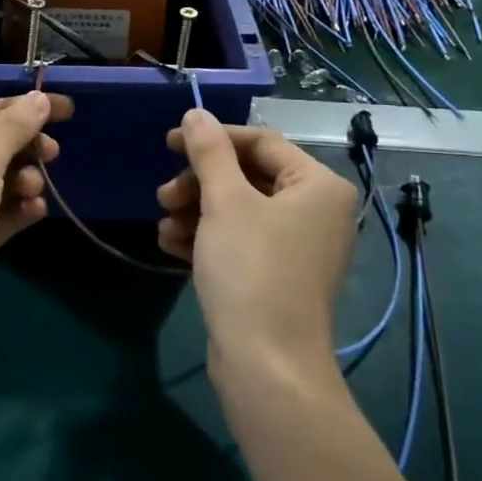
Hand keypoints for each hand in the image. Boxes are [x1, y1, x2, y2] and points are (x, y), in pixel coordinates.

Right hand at [157, 109, 356, 376]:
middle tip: (163, 196)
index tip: (168, 144)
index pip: (260, 142)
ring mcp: (296, 247)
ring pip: (237, 210)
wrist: (267, 366)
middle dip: (199, 183)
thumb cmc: (251, 270)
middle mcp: (314, 211)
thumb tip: (196, 114)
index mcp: (317, 185)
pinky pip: (239, 241)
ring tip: (164, 227)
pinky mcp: (276, 276)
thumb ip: (209, 152)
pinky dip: (206, 238)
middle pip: (247, 177)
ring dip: (195, 212)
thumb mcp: (225, 202)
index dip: (212, 139)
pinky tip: (172, 246)